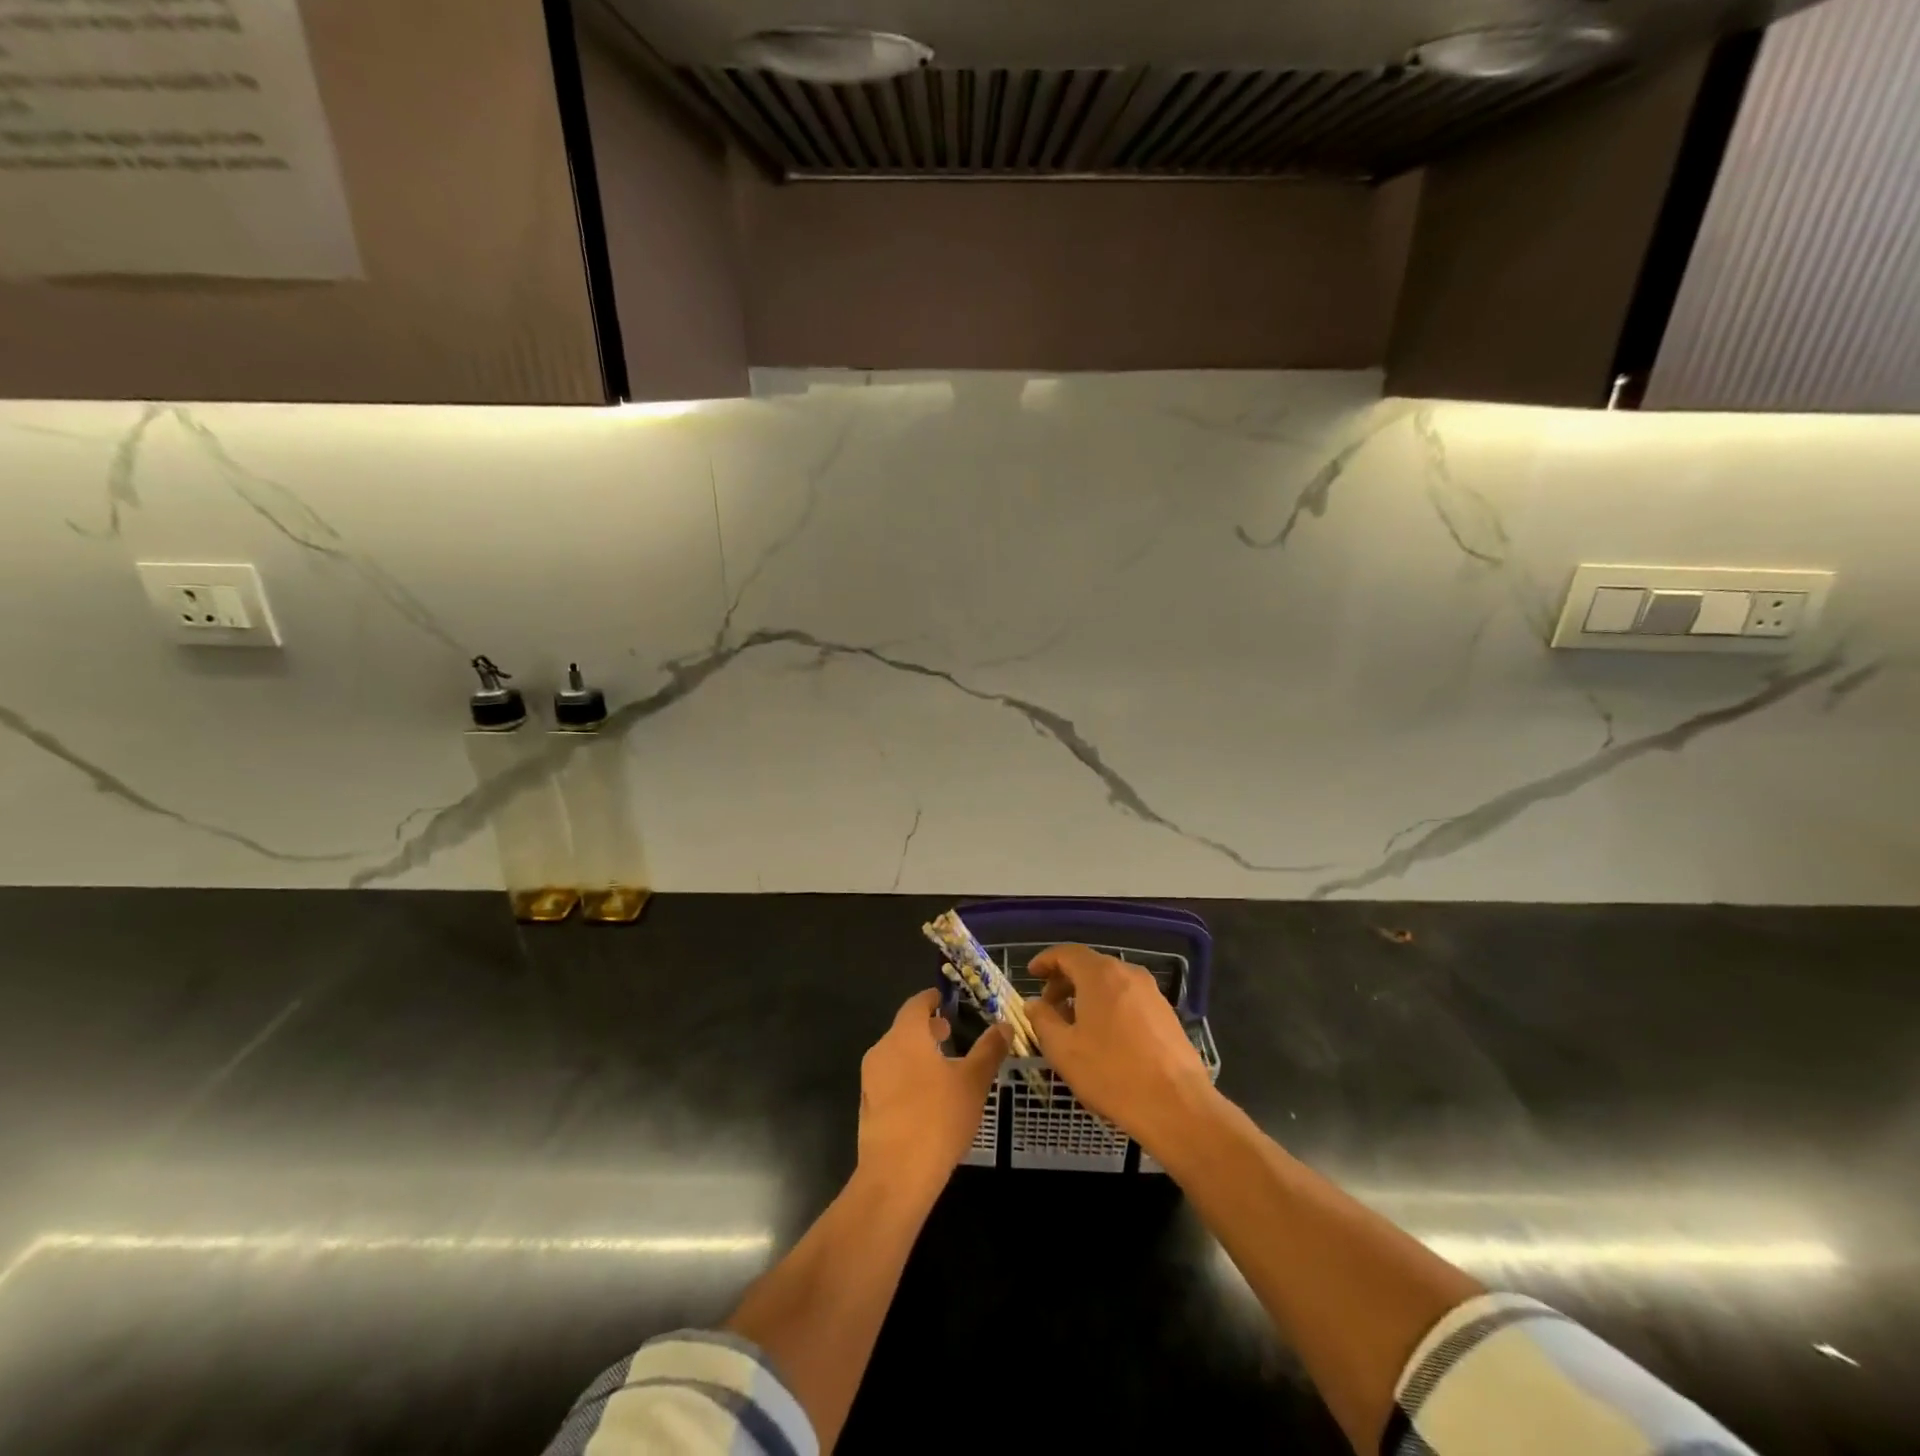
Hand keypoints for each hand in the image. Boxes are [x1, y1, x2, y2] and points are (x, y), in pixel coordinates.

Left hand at [857, 989, 1009, 1202]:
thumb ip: (989, 1050)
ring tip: (942, 1068)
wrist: (896, 1175)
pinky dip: (907, 1077)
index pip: (915, 1005)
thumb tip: (1004, 1025)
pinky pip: (889, 1080)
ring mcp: (870, 1080)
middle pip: (904, 1030)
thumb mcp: (974, 1082)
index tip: (943, 999)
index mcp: (905, 1036)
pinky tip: (926, 1099)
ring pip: (895, 1055)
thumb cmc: (938, 1118)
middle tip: (949, 1033)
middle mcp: (882, 1051)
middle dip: (927, 1029)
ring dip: (917, 1054)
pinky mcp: (867, 1108)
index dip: (930, 999)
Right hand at [1025, 944, 1217, 1154]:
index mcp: (1100, 974)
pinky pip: (1128, 998)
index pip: (1067, 953)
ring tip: (1074, 1025)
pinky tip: (1104, 1037)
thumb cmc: (1112, 1074)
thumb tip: (1034, 1004)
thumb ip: (1042, 1020)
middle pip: (1090, 966)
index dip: (1046, 961)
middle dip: (1065, 981)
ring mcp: (1151, 992)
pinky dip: (1109, 1006)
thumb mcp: (1063, 1050)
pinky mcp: (1166, 1013)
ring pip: (1110, 983)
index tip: (1031, 974)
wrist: (1177, 1106)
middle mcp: (1128, 973)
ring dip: (1087, 995)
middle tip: (1048, 1006)